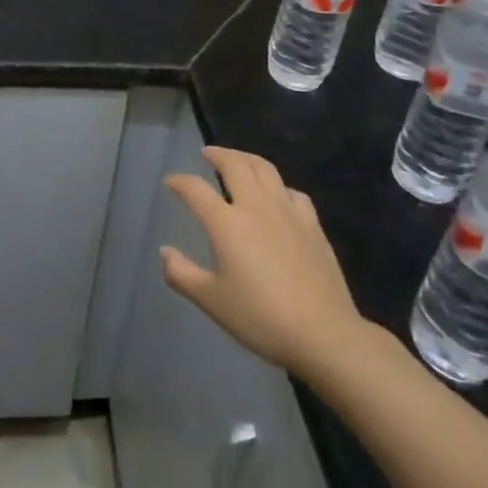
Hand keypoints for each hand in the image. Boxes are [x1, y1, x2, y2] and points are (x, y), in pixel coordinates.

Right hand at [161, 147, 374, 379]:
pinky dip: (278, 186)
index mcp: (226, 223)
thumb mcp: (211, 301)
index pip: (196, 189)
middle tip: (207, 154)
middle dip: (217, 155)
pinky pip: (292, 191)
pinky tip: (277, 195)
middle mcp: (255, 206)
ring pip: (264, 169)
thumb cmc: (261, 318)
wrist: (323, 333)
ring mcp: (287, 211)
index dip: (179, 182)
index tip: (170, 182)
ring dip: (246, 158)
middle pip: (234, 164)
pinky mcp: (311, 224)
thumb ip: (181, 274)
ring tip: (237, 160)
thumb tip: (165, 251)